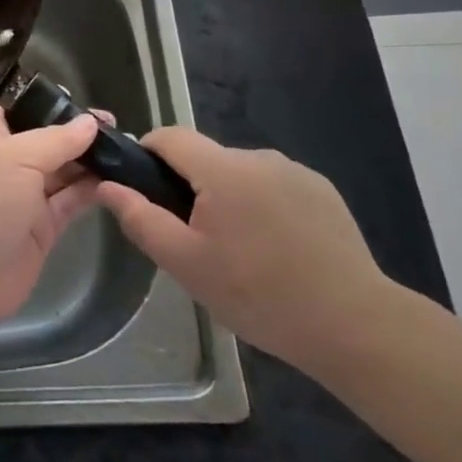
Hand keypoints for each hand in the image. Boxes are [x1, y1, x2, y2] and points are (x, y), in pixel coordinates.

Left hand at [0, 103, 102, 333]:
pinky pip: (71, 200)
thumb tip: (91, 122)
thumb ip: (57, 139)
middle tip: (120, 129)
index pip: (22, 109)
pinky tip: (119, 178)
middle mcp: (7, 159)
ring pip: (64, 170)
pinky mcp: (43, 225)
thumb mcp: (16, 158)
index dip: (53, 106)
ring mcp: (25, 194)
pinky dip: (92, 190)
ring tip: (128, 150)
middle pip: (49, 139)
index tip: (89, 106)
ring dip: (91, 161)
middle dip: (80, 134)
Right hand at [95, 129, 394, 374]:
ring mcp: (296, 172)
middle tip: (193, 240)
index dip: (146, 154)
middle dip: (189, 187)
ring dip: (227, 198)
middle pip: (205, 158)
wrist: (354, 325)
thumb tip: (107, 185)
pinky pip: (272, 186)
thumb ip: (140, 218)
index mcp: (223, 169)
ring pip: (239, 173)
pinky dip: (261, 207)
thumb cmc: (259, 294)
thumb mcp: (185, 263)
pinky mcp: (322, 191)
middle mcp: (259, 157)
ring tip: (238, 251)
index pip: (169, 136)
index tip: (142, 191)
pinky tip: (275, 250)